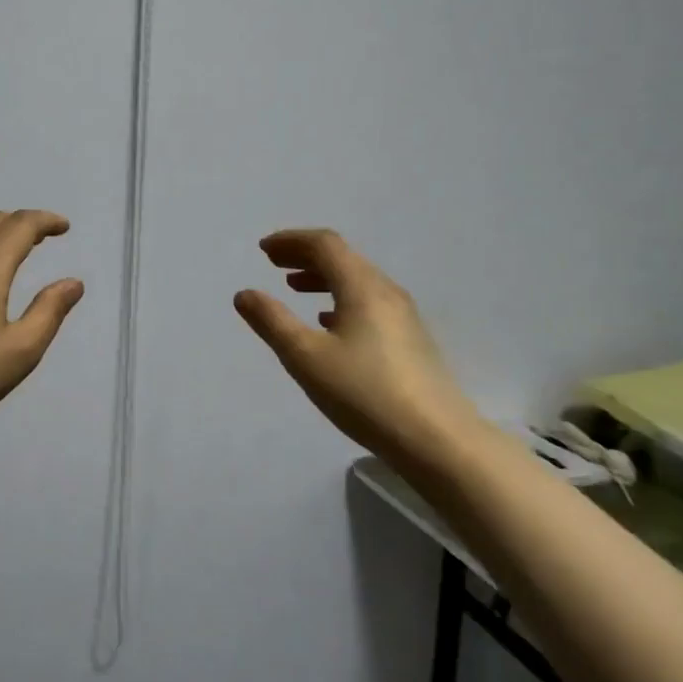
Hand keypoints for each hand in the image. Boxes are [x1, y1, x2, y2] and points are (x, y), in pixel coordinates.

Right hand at [234, 228, 480, 458]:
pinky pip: (369, 302)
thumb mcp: (306, 357)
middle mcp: (386, 292)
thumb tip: (244, 293)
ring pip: (357, 280)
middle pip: (343, 257)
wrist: (438, 441)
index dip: (291, 241)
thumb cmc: (365, 393)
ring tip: (294, 288)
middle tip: (273, 262)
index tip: (263, 249)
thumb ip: (272, 321)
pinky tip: (328, 321)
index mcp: (361, 287)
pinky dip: (340, 298)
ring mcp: (403, 316)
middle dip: (305, 255)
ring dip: (322, 276)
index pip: (325, 244)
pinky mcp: (410, 340)